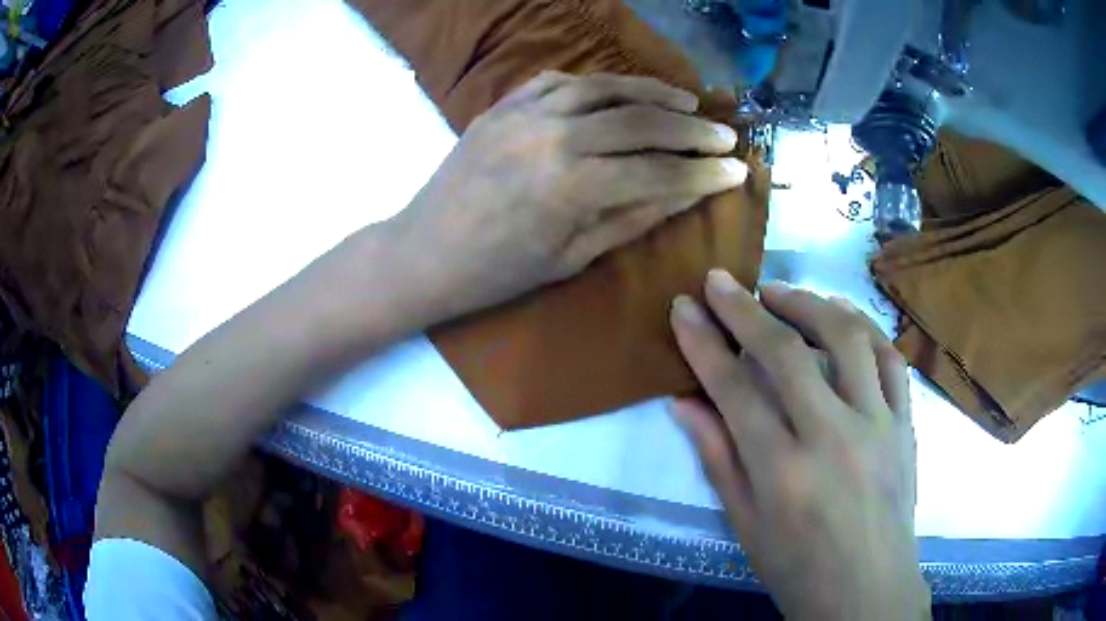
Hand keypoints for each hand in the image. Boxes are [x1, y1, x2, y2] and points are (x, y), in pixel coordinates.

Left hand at [388, 71, 746, 321]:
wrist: (424, 253)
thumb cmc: (497, 272)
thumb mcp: (571, 258)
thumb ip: (632, 218)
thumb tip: (685, 194)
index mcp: (571, 186)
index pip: (658, 171)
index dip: (703, 173)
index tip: (737, 171)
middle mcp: (553, 136)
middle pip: (640, 121)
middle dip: (691, 129)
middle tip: (725, 135)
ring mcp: (523, 114)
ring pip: (603, 87)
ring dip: (651, 92)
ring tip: (686, 103)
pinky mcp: (503, 107)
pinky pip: (558, 82)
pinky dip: (596, 84)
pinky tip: (618, 93)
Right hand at [669, 270, 928, 619]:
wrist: (867, 591)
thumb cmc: (798, 569)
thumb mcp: (745, 526)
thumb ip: (718, 459)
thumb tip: (684, 403)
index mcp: (783, 474)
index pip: (735, 390)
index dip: (704, 344)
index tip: (683, 308)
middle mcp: (833, 438)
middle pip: (786, 353)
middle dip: (746, 309)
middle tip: (721, 280)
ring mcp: (878, 425)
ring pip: (847, 339)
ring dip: (809, 304)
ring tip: (780, 292)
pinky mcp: (906, 424)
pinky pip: (890, 358)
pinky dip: (864, 327)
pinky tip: (842, 315)